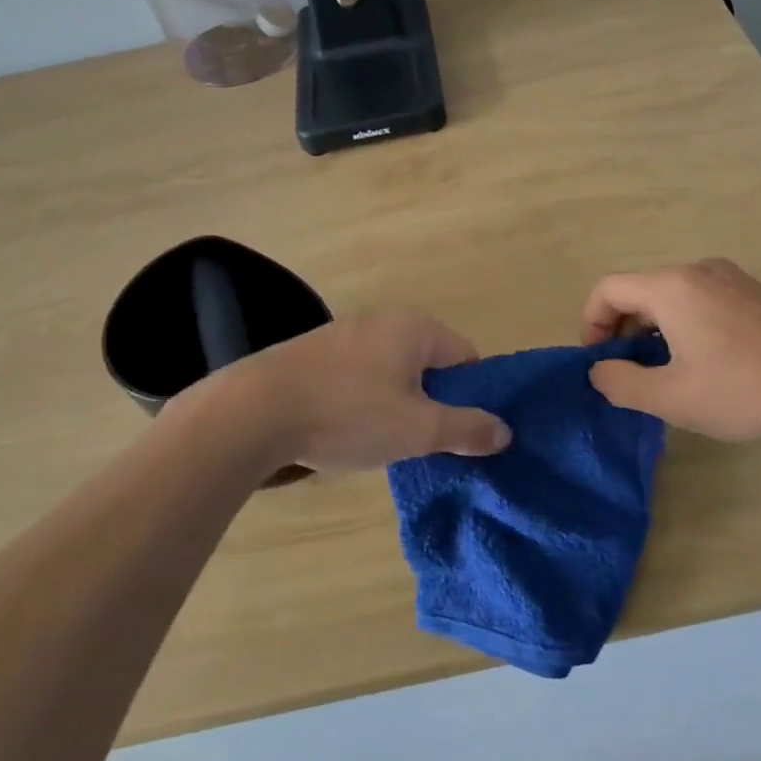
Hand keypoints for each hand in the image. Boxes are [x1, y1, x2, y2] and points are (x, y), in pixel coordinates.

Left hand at [217, 310, 510, 473]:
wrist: (254, 412)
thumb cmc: (348, 414)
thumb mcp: (418, 429)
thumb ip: (467, 429)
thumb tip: (505, 431)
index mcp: (416, 327)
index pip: (467, 359)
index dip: (471, 398)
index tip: (457, 433)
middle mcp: (384, 319)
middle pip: (430, 365)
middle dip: (432, 403)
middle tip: (422, 441)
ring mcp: (345, 332)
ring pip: (393, 372)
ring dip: (397, 404)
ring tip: (383, 441)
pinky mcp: (315, 352)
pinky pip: (360, 376)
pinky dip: (364, 401)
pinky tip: (347, 429)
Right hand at [582, 259, 760, 444]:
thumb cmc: (746, 387)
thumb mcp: (673, 397)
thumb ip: (622, 383)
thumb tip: (599, 370)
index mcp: (670, 287)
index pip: (607, 289)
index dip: (591, 324)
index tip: (599, 363)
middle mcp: (697, 271)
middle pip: (639, 290)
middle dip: (622, 329)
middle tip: (630, 373)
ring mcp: (730, 278)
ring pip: (671, 296)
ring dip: (654, 329)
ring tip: (667, 372)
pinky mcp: (754, 293)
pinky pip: (700, 300)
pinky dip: (684, 324)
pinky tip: (706, 363)